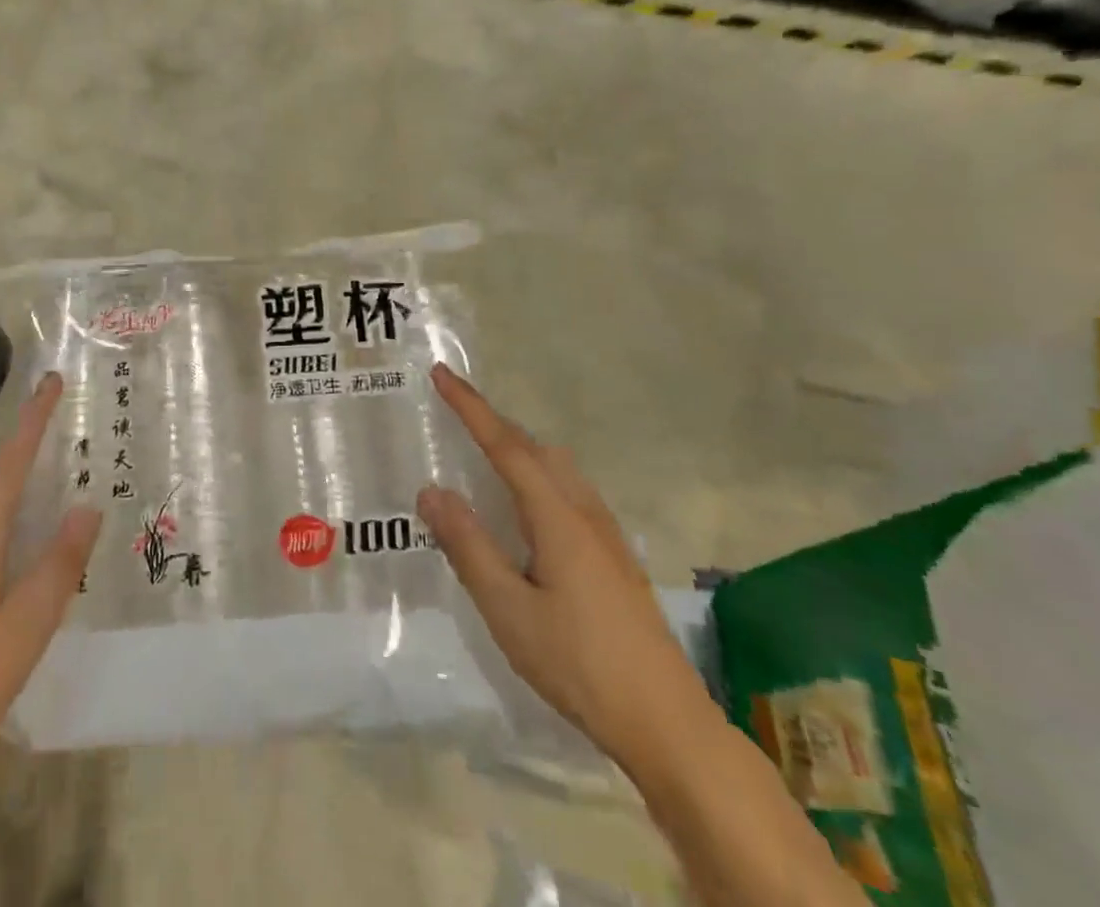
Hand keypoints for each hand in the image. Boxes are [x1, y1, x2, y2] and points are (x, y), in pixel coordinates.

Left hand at [0, 372, 100, 782]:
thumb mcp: (27, 624)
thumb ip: (59, 561)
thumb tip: (87, 505)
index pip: (12, 460)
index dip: (34, 418)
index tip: (51, 379)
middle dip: (22, 460)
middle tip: (61, 466)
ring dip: (8, 501)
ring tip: (44, 524)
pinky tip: (7, 577)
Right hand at [416, 364, 720, 779]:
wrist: (668, 724)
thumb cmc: (579, 664)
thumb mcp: (508, 609)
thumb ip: (468, 545)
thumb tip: (431, 490)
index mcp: (557, 516)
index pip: (505, 446)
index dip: (470, 408)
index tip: (442, 374)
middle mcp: (584, 512)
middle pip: (534, 448)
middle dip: (492, 422)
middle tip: (454, 410)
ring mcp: (607, 535)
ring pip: (557, 468)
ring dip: (518, 447)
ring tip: (484, 451)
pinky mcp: (616, 558)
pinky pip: (569, 491)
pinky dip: (538, 475)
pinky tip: (528, 508)